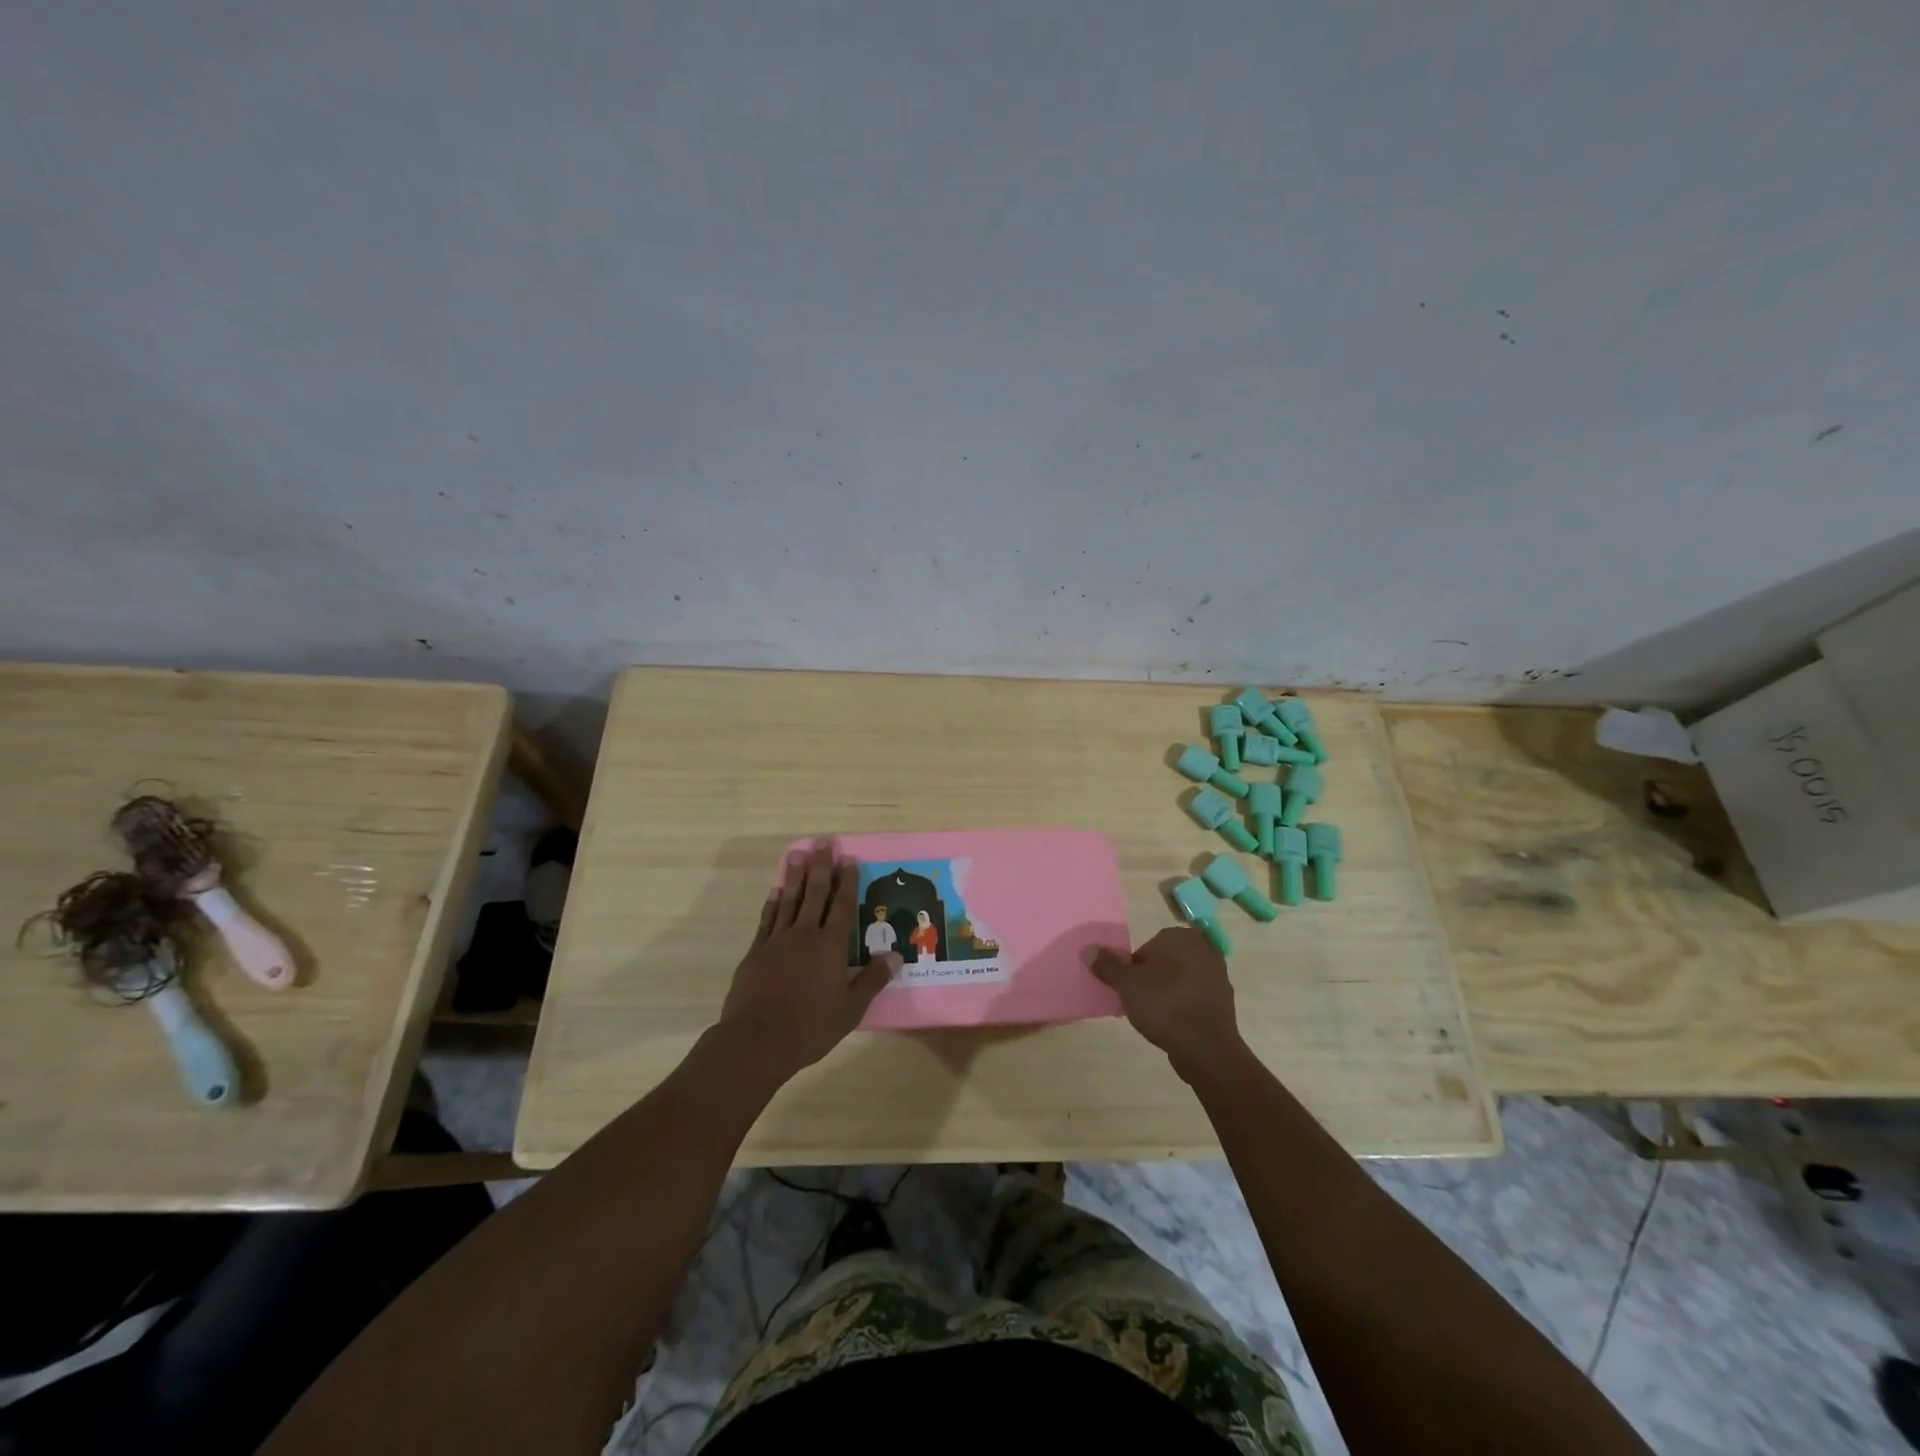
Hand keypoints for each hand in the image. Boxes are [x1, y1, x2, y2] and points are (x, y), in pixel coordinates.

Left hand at [717, 843, 897, 1081]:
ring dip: (795, 876)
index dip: (847, 882)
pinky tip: (776, 891)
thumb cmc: (811, 1027)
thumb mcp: (851, 1008)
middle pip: (815, 894)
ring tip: (798, 854)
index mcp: (831, 946)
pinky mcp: (756, 952)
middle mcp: (805, 935)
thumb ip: (872, 980)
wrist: (758, 1040)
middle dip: (821, 867)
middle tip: (823, 843)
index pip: (843, 906)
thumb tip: (896, 956)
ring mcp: (778, 941)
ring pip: (789, 900)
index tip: (849, 860)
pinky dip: (773, 903)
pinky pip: (767, 920)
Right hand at [1091, 927, 1244, 1076]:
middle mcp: (1203, 948)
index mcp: (1180, 937)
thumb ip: (1107, 965)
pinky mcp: (1224, 999)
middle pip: (1163, 962)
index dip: (1134, 971)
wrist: (1206, 1049)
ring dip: (1167, 993)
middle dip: (1151, 980)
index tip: (1130, 992)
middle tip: (1141, 1004)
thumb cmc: (1164, 1006)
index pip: (1146, 949)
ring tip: (1156, 1017)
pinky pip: (1194, 996)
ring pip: (1180, 979)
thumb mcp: (1126, 984)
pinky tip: (1174, 1025)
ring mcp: (1218, 974)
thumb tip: (1088, 949)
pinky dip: (1184, 1006)